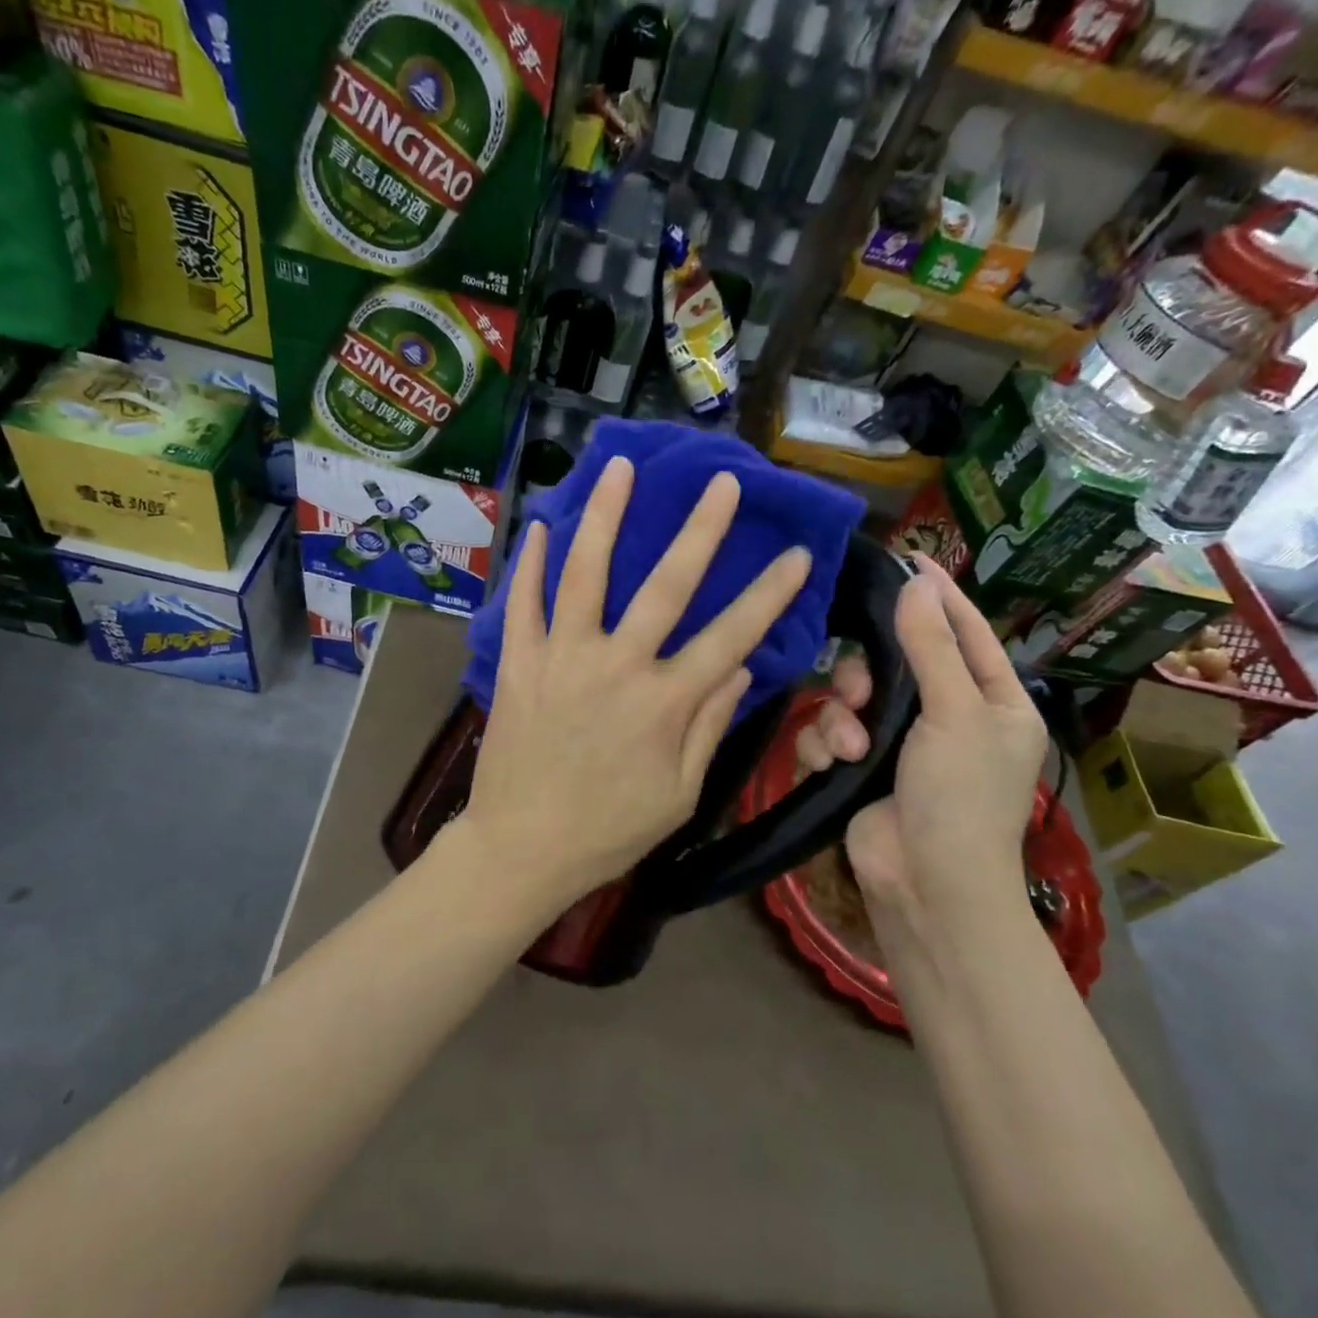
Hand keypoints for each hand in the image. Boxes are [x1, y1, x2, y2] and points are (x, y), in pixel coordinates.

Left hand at [459, 457, 813, 911]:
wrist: (521, 849)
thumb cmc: (608, 831)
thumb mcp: (679, 794)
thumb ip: (710, 726)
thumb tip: (742, 668)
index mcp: (664, 703)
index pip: (731, 637)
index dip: (769, 595)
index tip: (799, 554)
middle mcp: (616, 666)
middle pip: (666, 586)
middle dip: (700, 530)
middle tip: (721, 482)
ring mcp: (562, 658)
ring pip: (586, 573)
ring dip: (605, 516)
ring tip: (618, 467)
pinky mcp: (518, 663)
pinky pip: (523, 603)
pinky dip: (532, 562)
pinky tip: (542, 524)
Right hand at [803, 560, 1047, 927]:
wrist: (925, 884)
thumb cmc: (959, 797)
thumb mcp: (954, 713)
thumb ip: (930, 646)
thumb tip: (917, 582)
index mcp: (991, 701)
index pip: (966, 632)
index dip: (939, 595)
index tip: (908, 557)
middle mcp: (946, 716)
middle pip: (894, 662)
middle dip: (867, 674)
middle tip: (857, 688)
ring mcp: (898, 744)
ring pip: (850, 698)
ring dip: (842, 720)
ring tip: (850, 748)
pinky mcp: (858, 768)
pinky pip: (828, 733)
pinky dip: (826, 746)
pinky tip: (834, 765)